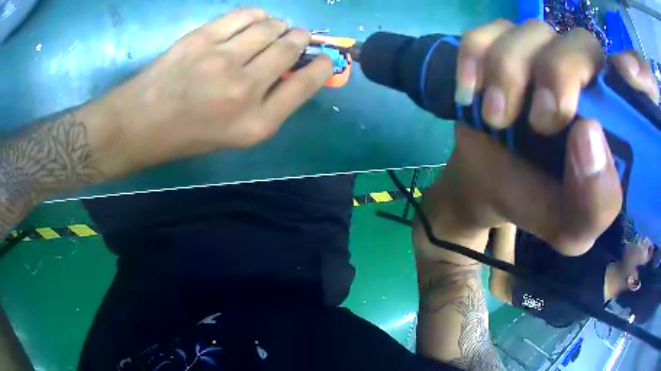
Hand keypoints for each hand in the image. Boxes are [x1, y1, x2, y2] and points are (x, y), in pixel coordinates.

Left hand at [89, 8, 332, 176]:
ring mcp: (222, 60)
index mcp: (256, 123)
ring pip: (270, 27)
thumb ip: (269, 105)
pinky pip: (244, 15)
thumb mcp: (235, 135)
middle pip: (290, 48)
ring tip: (274, 29)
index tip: (324, 58)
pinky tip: (255, 20)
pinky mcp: (203, 39)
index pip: (305, 85)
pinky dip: (257, 15)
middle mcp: (244, 89)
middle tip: (297, 36)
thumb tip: (292, 71)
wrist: (142, 123)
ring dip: (280, 25)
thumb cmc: (188, 134)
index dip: (321, 66)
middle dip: (301, 38)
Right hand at [421, 20, 658, 256]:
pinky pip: (485, 32)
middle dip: (558, 74)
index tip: (628, 77)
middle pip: (580, 43)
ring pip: (530, 32)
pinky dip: (474, 58)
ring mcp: (537, 51)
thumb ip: (596, 204)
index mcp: (610, 116)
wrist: (492, 185)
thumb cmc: (540, 203)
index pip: (632, 80)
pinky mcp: (497, 45)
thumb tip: (589, 135)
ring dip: (508, 73)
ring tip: (495, 118)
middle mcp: (581, 73)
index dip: (639, 69)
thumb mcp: (573, 227)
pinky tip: (470, 93)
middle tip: (539, 121)